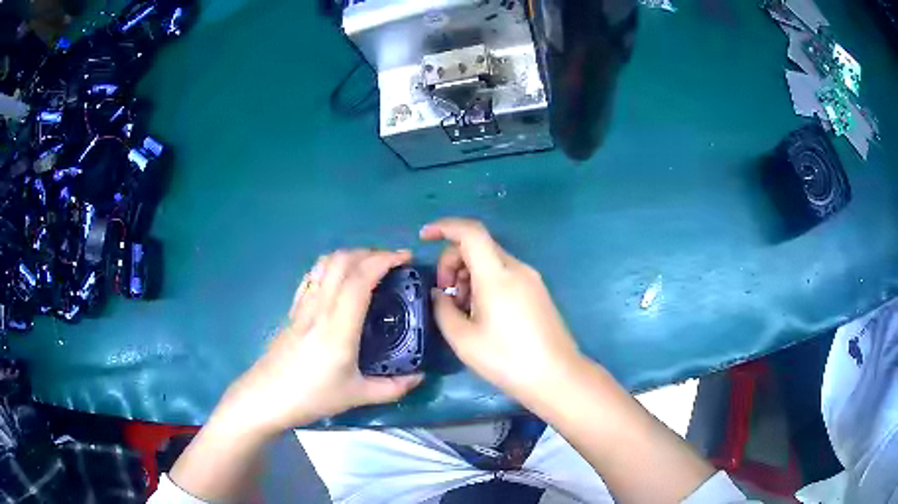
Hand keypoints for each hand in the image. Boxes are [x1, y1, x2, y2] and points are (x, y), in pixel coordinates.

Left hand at [219, 249, 422, 434]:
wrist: (266, 398)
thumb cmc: (311, 397)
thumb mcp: (356, 396)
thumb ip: (392, 387)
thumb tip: (419, 377)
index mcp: (337, 327)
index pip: (359, 279)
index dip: (384, 261)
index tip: (405, 258)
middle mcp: (319, 308)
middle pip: (342, 261)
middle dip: (371, 253)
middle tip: (392, 263)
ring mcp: (303, 305)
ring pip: (325, 263)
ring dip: (350, 256)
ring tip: (369, 268)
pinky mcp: (293, 309)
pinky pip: (313, 276)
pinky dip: (332, 266)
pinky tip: (340, 280)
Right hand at [420, 218, 581, 404]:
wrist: (556, 376)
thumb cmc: (507, 359)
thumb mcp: (464, 339)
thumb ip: (443, 310)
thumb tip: (439, 294)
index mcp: (497, 275)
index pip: (470, 232)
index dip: (444, 227)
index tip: (424, 238)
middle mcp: (516, 268)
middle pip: (478, 246)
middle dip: (453, 263)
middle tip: (446, 297)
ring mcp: (531, 279)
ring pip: (490, 261)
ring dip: (468, 275)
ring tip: (464, 311)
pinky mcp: (537, 291)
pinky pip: (504, 274)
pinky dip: (485, 283)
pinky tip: (483, 314)